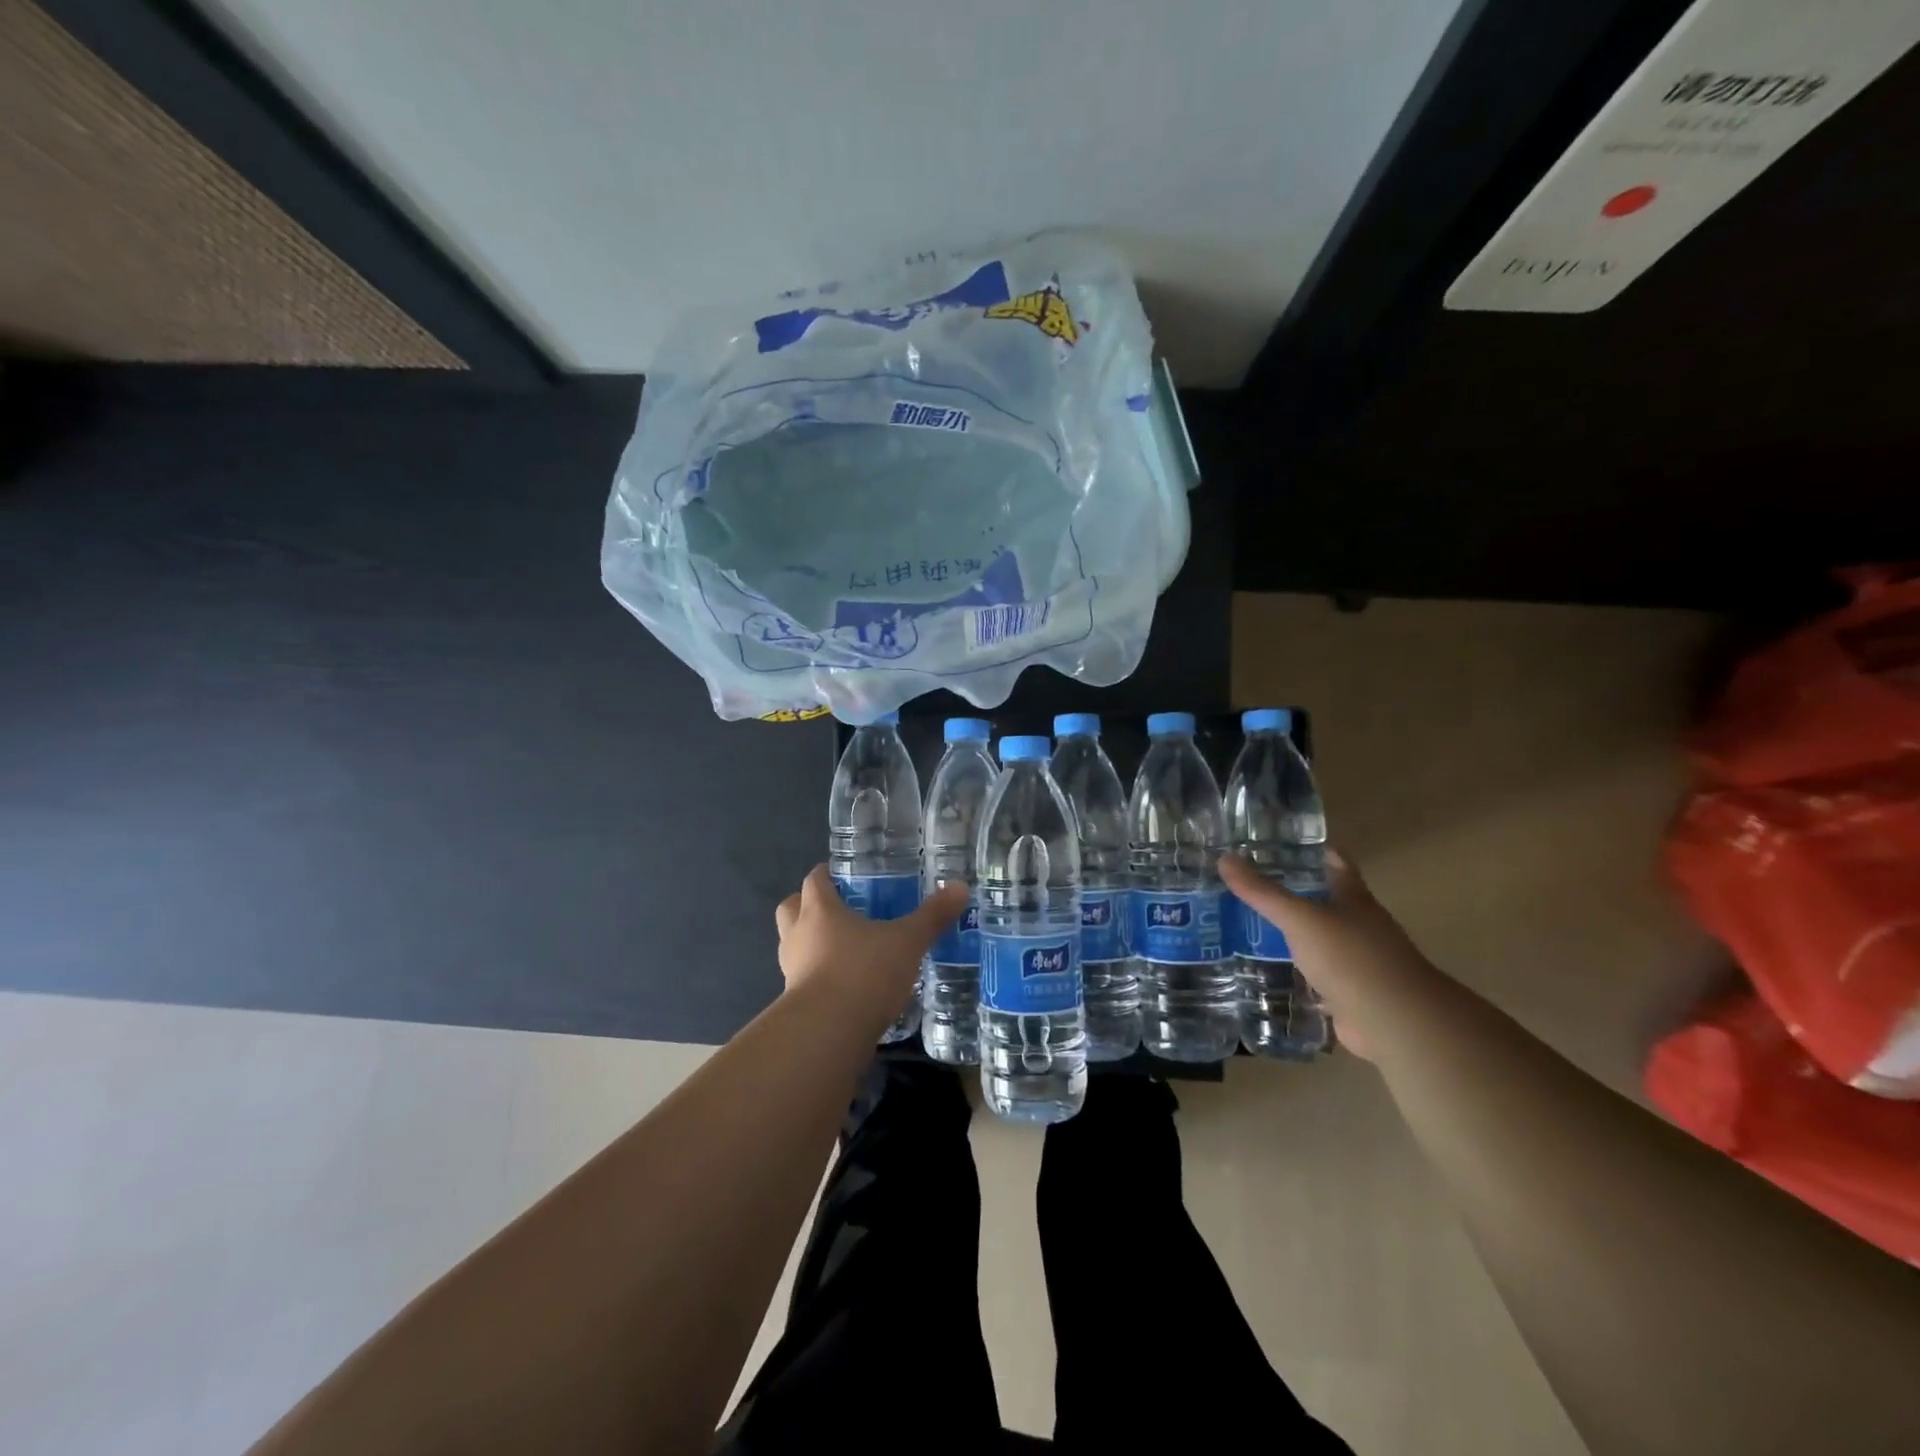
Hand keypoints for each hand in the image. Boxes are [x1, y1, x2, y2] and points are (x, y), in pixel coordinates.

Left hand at [774, 865, 968, 1030]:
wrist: (827, 1034)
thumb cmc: (864, 973)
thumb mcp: (907, 942)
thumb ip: (932, 916)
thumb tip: (961, 887)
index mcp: (819, 910)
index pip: (814, 880)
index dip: (827, 875)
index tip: (845, 876)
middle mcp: (798, 934)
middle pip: (791, 908)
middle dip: (808, 906)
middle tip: (840, 910)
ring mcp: (791, 970)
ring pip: (794, 945)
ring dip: (812, 943)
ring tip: (847, 950)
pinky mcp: (795, 1003)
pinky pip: (804, 979)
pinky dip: (820, 977)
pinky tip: (848, 986)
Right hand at [1219, 849, 1425, 1061]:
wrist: (1394, 1022)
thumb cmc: (1351, 957)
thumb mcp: (1300, 918)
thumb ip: (1262, 892)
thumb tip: (1224, 858)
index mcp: (1354, 898)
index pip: (1334, 862)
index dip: (1310, 849)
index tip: (1275, 842)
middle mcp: (1359, 925)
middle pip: (1324, 900)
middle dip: (1291, 891)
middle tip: (1247, 884)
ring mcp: (1356, 961)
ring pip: (1318, 938)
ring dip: (1291, 933)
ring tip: (1247, 924)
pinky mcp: (1348, 993)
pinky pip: (1315, 974)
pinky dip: (1294, 971)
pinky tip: (1266, 969)